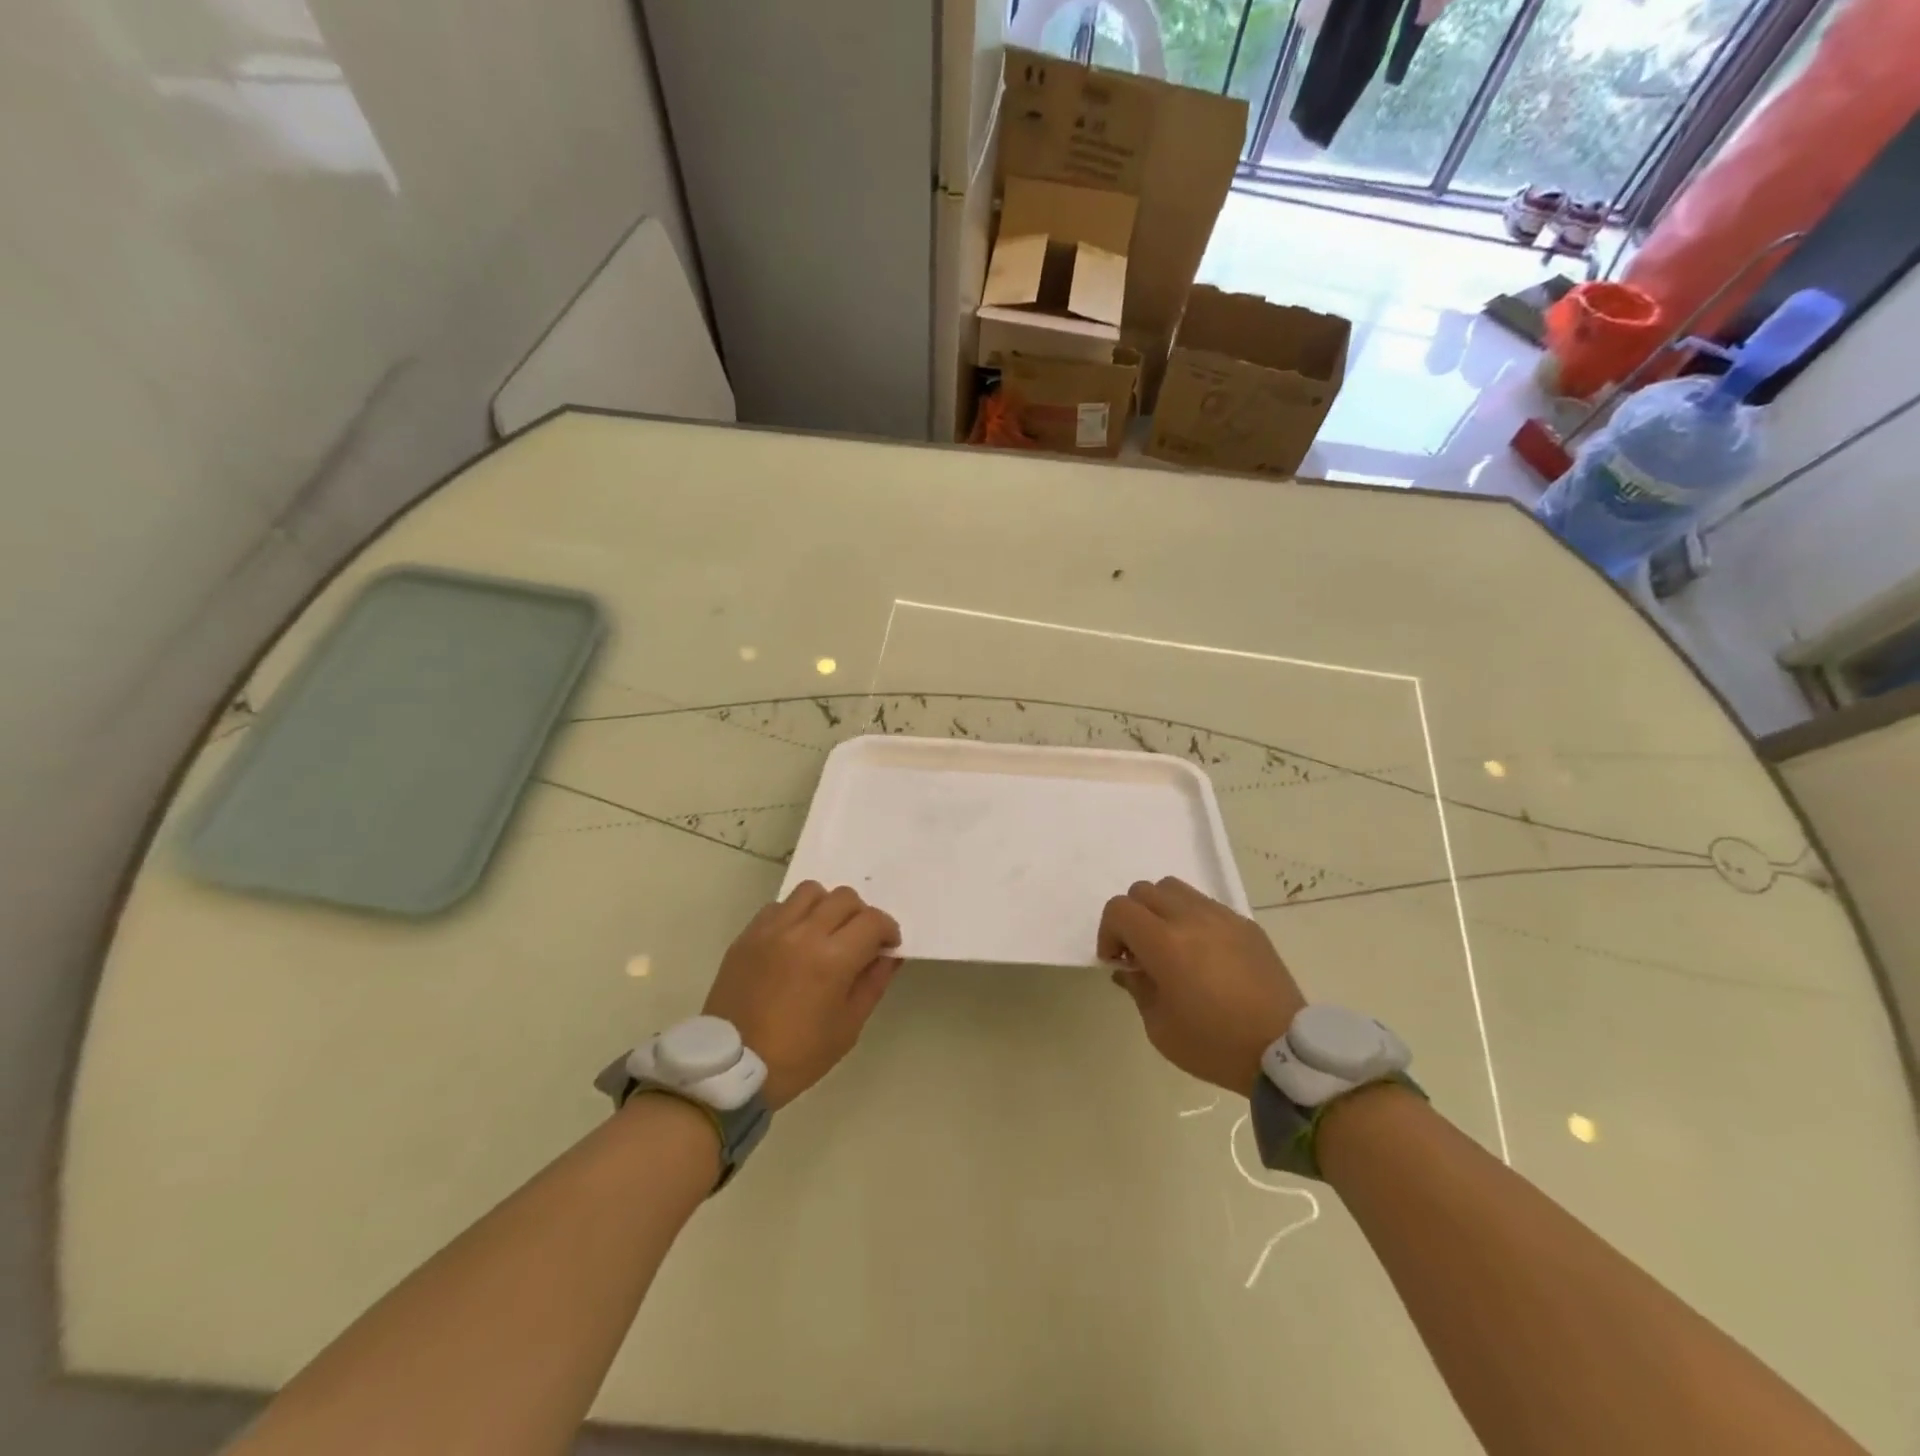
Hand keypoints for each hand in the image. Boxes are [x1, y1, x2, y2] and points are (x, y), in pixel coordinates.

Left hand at [703, 882, 902, 1108]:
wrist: (732, 1067)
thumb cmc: (798, 1054)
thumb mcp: (848, 1027)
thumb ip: (873, 983)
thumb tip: (889, 955)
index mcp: (833, 959)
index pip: (873, 921)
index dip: (888, 930)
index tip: (887, 946)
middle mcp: (804, 933)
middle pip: (845, 898)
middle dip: (861, 916)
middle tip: (859, 940)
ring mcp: (772, 929)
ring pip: (811, 891)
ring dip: (827, 906)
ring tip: (825, 931)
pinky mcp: (748, 934)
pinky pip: (779, 906)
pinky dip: (795, 914)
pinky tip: (794, 940)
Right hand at [1098, 876, 1305, 1093]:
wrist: (1284, 1052)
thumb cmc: (1214, 1045)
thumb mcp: (1159, 1028)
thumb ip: (1137, 987)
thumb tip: (1130, 967)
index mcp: (1165, 943)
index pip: (1119, 909)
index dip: (1108, 932)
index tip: (1117, 962)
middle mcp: (1191, 918)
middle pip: (1144, 891)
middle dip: (1132, 918)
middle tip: (1140, 952)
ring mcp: (1223, 917)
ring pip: (1175, 889)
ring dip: (1161, 911)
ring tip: (1171, 946)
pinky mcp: (1247, 925)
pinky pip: (1207, 905)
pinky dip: (1192, 919)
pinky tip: (1204, 954)